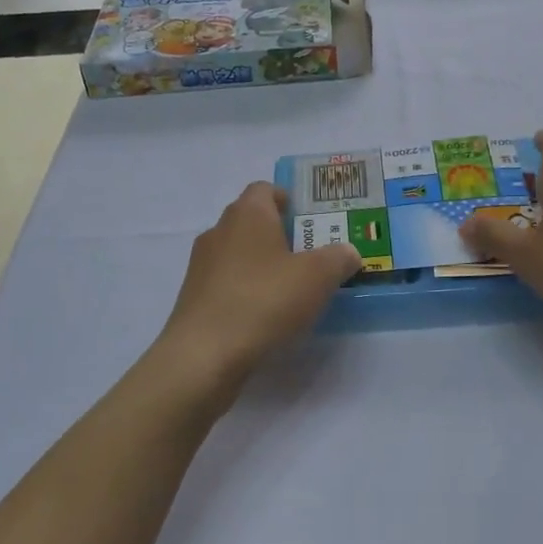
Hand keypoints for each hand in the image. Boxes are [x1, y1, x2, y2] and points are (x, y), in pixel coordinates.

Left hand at [160, 182, 360, 379]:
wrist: (205, 354)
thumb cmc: (264, 301)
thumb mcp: (318, 277)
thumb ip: (338, 258)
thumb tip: (347, 252)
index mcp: (248, 214)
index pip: (264, 189)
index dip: (287, 199)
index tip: (308, 220)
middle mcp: (219, 231)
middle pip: (250, 221)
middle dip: (278, 234)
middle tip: (308, 256)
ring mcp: (201, 265)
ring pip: (237, 253)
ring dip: (260, 264)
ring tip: (289, 288)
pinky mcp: (194, 297)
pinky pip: (226, 283)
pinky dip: (244, 290)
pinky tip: (264, 314)